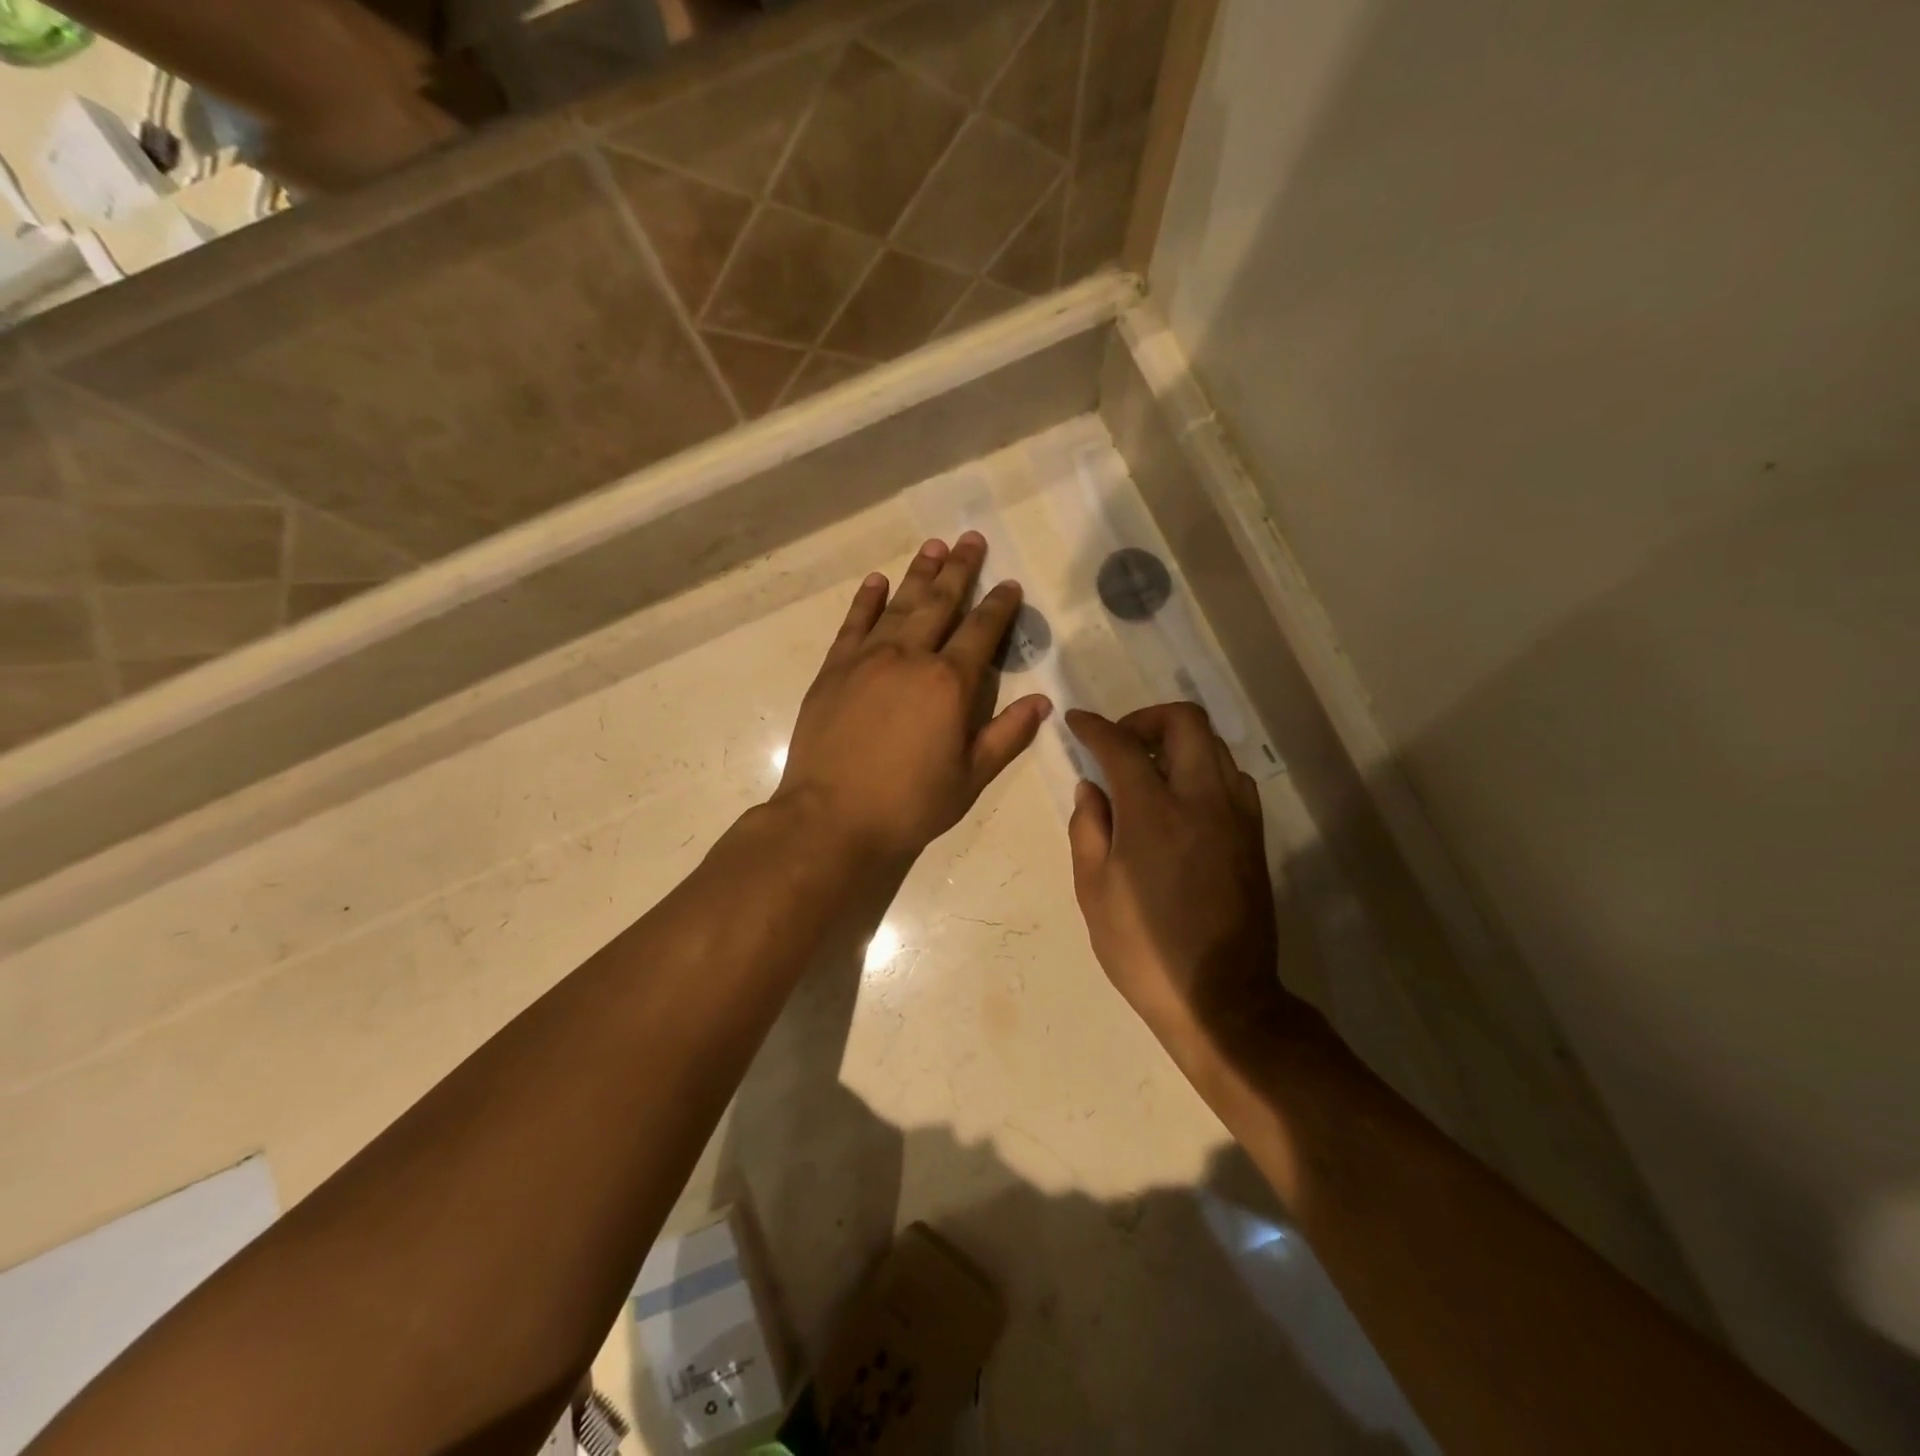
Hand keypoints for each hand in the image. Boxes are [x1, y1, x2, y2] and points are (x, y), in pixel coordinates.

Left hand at [774, 534, 1051, 866]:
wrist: (832, 818)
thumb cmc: (909, 804)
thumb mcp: (970, 777)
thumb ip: (1007, 735)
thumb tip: (1042, 701)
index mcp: (950, 683)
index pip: (982, 632)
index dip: (999, 606)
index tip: (1009, 584)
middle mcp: (910, 657)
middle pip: (940, 603)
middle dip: (960, 569)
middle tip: (971, 538)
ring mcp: (867, 658)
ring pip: (899, 604)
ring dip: (919, 573)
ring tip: (934, 546)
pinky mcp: (833, 669)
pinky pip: (853, 623)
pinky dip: (866, 599)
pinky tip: (877, 580)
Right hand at [1066, 704, 1304, 1066]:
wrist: (1220, 997)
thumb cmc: (1143, 948)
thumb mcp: (1094, 891)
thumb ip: (1088, 828)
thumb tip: (1091, 788)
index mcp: (1154, 813)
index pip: (1121, 745)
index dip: (1094, 727)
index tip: (1077, 722)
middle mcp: (1202, 800)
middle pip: (1185, 722)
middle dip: (1147, 718)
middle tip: (1121, 742)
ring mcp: (1236, 816)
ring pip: (1215, 746)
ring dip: (1179, 743)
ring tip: (1150, 771)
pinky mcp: (1254, 836)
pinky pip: (1232, 778)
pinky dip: (1204, 770)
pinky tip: (1182, 800)